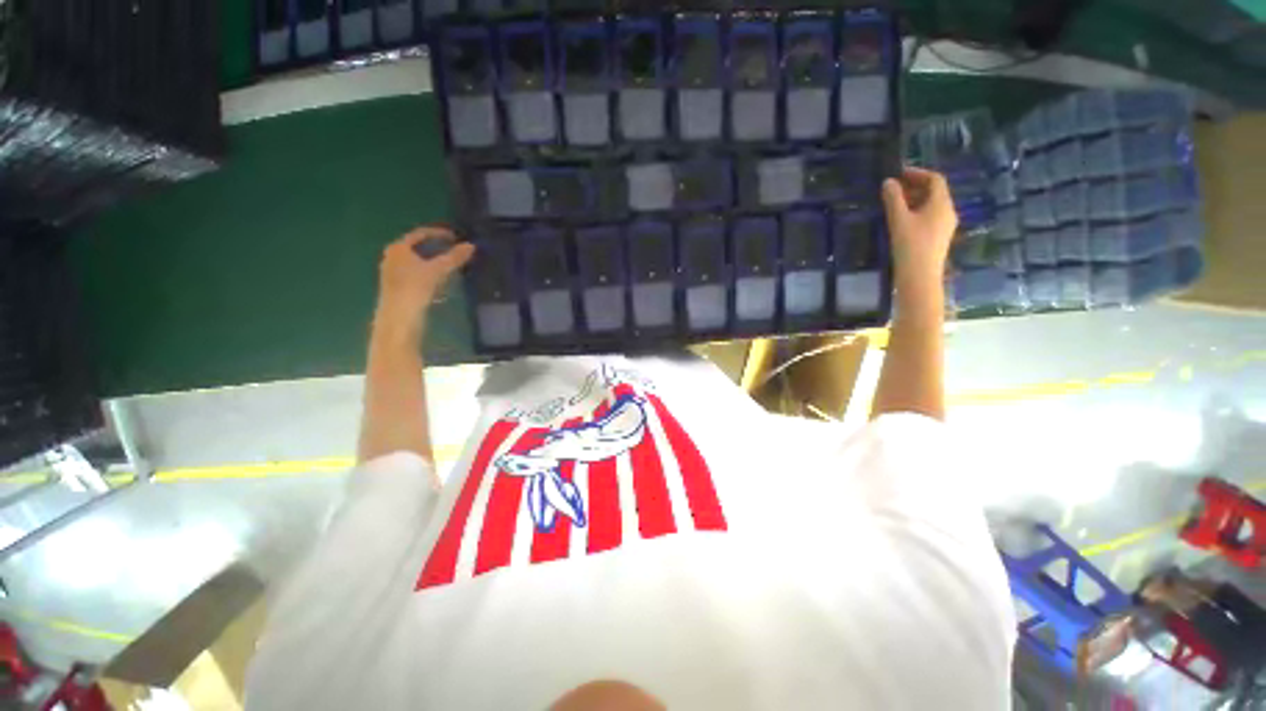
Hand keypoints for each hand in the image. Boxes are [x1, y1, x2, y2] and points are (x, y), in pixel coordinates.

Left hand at [375, 226, 474, 331]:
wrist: (399, 316)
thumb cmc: (416, 287)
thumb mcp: (439, 270)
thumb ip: (455, 257)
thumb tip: (471, 246)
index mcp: (398, 248)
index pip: (420, 233)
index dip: (439, 233)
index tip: (455, 237)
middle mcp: (391, 257)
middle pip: (417, 248)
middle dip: (436, 249)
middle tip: (454, 251)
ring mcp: (392, 272)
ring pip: (416, 262)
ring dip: (433, 262)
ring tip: (451, 267)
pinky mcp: (396, 287)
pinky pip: (415, 274)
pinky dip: (428, 273)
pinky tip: (440, 283)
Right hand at [882, 168, 957, 290]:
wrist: (919, 277)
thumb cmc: (910, 246)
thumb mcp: (898, 220)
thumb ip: (893, 199)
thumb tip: (888, 182)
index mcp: (942, 204)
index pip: (935, 179)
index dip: (918, 173)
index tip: (899, 174)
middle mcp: (948, 212)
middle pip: (934, 192)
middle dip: (915, 187)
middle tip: (894, 189)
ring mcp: (945, 226)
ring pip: (931, 206)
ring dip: (914, 200)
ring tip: (894, 204)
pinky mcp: (938, 238)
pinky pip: (929, 217)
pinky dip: (916, 212)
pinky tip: (902, 221)